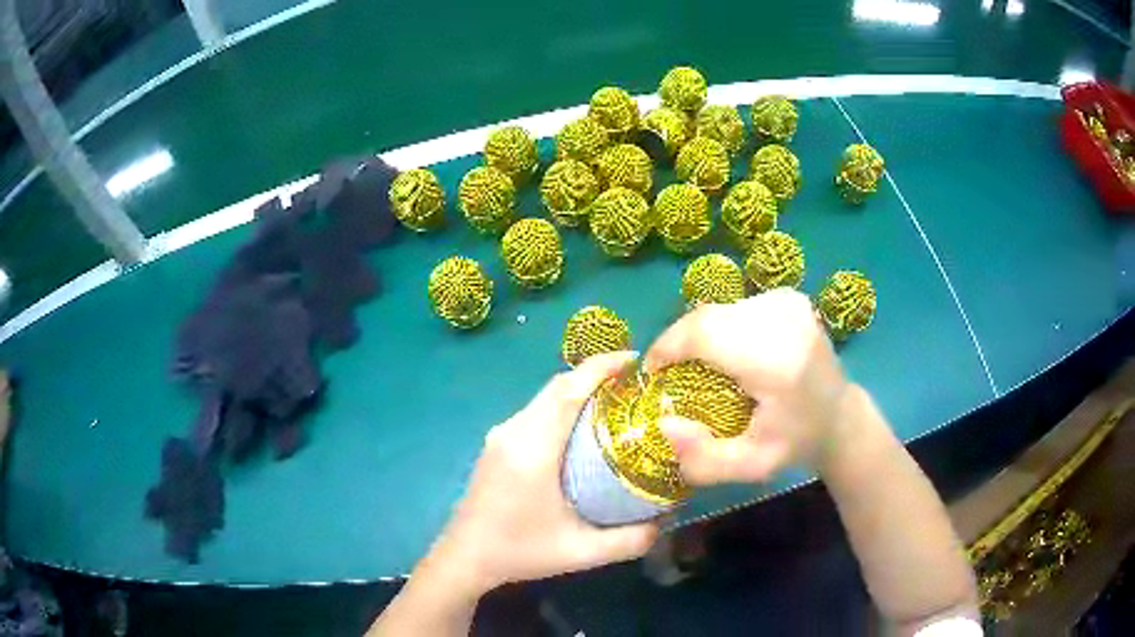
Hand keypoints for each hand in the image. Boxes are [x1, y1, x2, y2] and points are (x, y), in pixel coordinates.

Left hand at [432, 351, 658, 593]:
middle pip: (558, 386)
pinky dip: (563, 406)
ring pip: (545, 397)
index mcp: (531, 449)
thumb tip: (667, 518)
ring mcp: (501, 435)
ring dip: (579, 389)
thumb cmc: (520, 552)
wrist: (466, 557)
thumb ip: (631, 539)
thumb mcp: (581, 553)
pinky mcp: (497, 443)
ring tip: (618, 401)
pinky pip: (536, 411)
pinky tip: (584, 426)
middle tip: (637, 383)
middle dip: (596, 374)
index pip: (568, 390)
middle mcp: (513, 431)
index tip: (637, 360)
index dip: (601, 367)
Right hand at [645, 288, 851, 484]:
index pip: (705, 332)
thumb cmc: (796, 443)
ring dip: (698, 335)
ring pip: (718, 308)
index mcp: (777, 360)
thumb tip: (663, 425)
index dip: (668, 346)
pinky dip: (721, 327)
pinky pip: (735, 306)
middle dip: (678, 342)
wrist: (840, 415)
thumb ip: (703, 459)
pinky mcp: (789, 297)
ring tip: (700, 365)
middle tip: (671, 373)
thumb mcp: (751, 466)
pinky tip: (730, 353)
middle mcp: (784, 319)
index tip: (652, 373)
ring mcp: (789, 302)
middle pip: (707, 317)